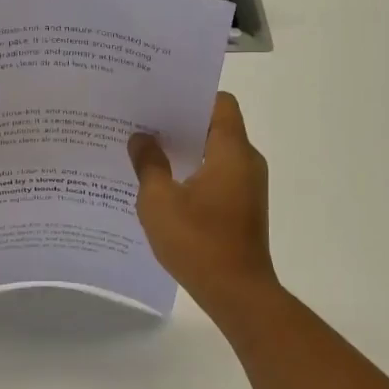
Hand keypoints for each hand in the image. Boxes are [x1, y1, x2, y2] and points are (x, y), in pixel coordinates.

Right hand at [128, 92, 276, 314]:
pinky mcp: (242, 207)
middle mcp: (246, 162)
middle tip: (142, 122)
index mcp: (231, 151)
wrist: (237, 292)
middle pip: (215, 126)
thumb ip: (149, 164)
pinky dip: (192, 173)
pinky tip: (162, 186)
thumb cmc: (198, 242)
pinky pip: (216, 176)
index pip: (219, 103)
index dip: (191, 96)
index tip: (159, 98)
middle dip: (180, 123)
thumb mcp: (159, 201)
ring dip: (184, 150)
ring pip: (214, 153)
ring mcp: (247, 186)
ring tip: (146, 152)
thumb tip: (141, 138)